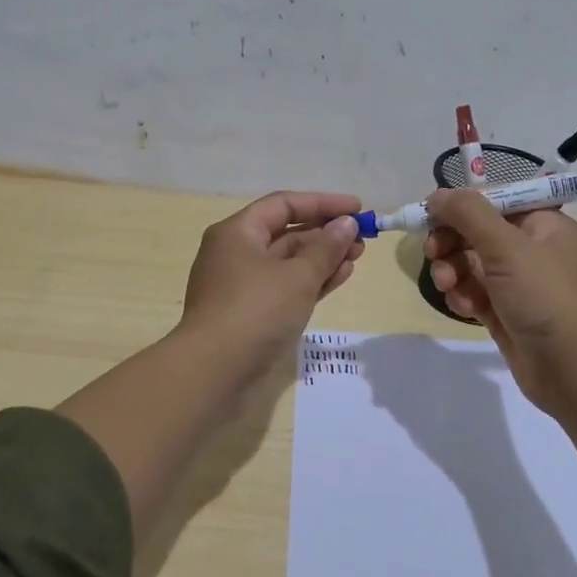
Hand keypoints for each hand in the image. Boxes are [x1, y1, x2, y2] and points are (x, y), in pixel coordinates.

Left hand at [180, 191, 365, 376]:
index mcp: (237, 232)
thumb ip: (326, 248)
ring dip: (322, 258)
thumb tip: (346, 224)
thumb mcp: (298, 276)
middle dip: (325, 233)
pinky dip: (311, 281)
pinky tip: (340, 278)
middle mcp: (236, 253)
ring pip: (288, 263)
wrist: (214, 372)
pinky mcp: (250, 314)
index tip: (357, 209)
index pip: (283, 204)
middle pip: (286, 233)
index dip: (322, 203)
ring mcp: (241, 286)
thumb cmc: (255, 311)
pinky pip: (285, 287)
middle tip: (362, 238)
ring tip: (357, 258)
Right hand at [423, 188, 576, 416]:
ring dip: (452, 270)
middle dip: (452, 241)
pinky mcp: (507, 314)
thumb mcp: (507, 246)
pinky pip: (475, 294)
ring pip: (472, 265)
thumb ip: (468, 214)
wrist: (573, 369)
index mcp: (545, 225)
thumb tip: (437, 195)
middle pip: (479, 233)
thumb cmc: (545, 296)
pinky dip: (463, 296)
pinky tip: (462, 308)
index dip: (463, 206)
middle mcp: (534, 251)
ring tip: (447, 285)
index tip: (432, 215)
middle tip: (433, 252)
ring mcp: (520, 285)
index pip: (497, 201)